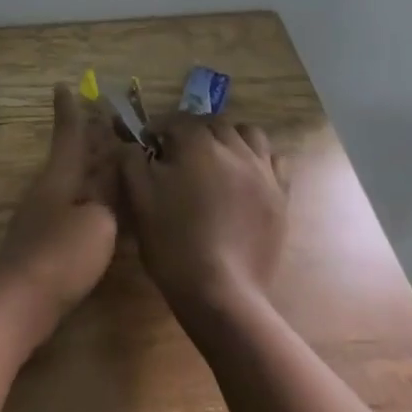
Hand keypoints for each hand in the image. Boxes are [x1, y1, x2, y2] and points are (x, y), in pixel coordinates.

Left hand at [0, 85, 119, 341]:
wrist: (22, 300)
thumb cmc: (62, 254)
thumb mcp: (97, 221)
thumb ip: (108, 196)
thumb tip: (112, 179)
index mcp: (60, 177)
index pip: (69, 136)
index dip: (70, 112)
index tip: (63, 85)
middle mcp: (51, 190)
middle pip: (74, 157)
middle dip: (89, 138)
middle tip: (105, 117)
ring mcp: (47, 217)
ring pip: (76, 182)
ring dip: (93, 168)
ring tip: (114, 158)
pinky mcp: (50, 243)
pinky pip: (77, 207)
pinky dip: (94, 198)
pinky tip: (108, 209)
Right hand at [120, 117, 290, 321]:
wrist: (220, 291)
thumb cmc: (172, 240)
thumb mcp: (138, 197)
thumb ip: (131, 159)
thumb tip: (134, 144)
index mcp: (198, 145)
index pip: (177, 120)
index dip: (159, 128)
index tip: (147, 143)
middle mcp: (235, 150)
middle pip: (214, 123)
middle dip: (193, 130)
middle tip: (177, 153)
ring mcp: (263, 173)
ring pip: (249, 135)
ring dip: (229, 138)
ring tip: (215, 159)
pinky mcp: (280, 197)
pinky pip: (274, 161)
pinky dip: (257, 159)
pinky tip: (243, 177)